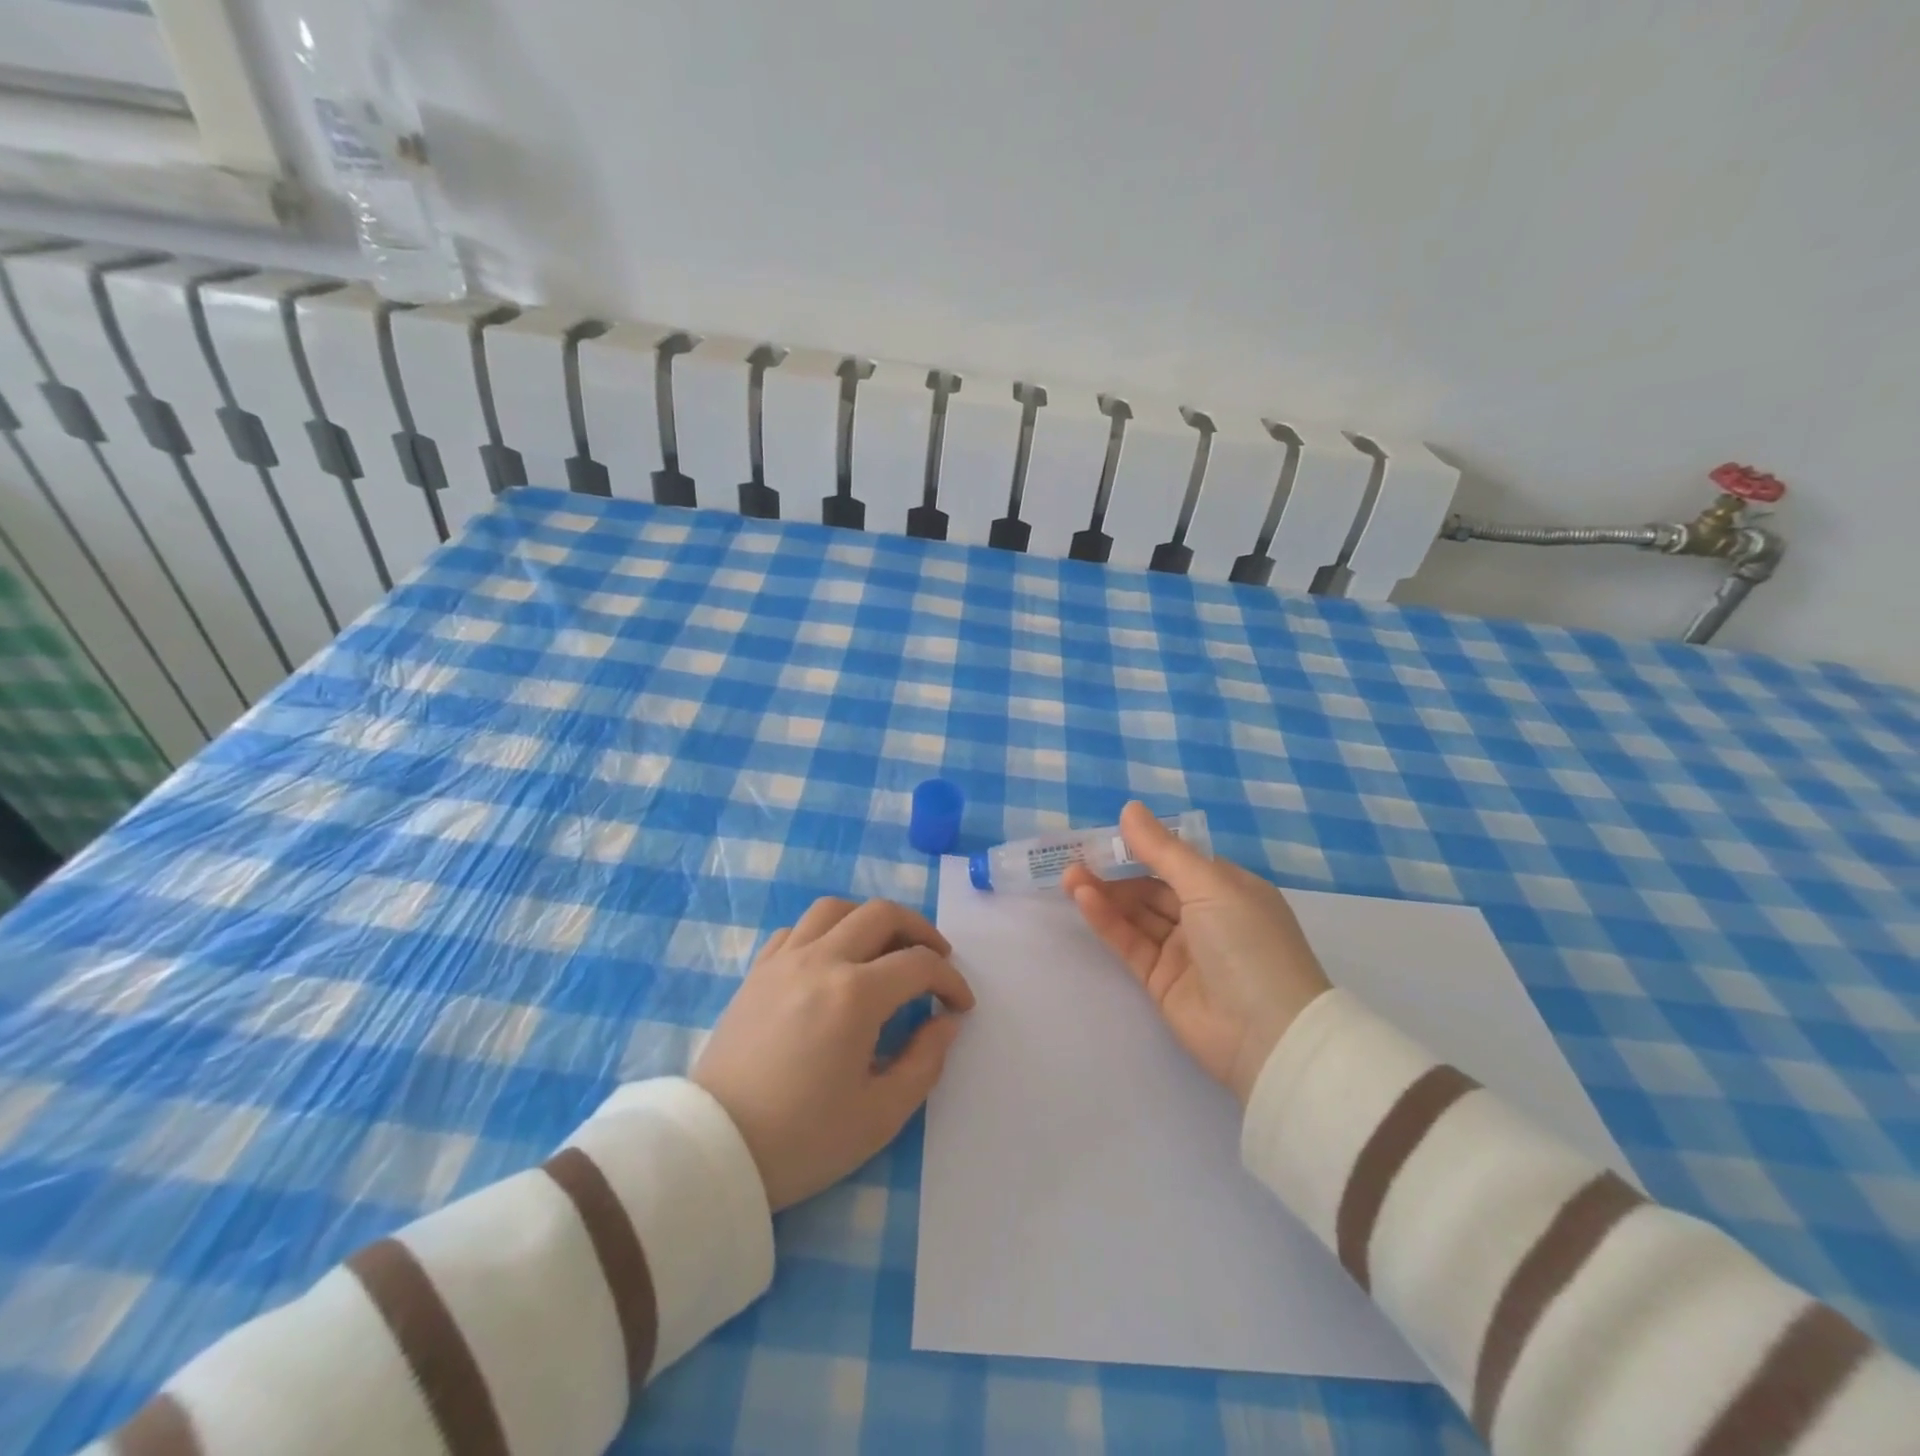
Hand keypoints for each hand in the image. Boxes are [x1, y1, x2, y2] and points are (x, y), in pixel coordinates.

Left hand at [692, 896, 974, 1209]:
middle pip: (881, 914)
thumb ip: (925, 1061)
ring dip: (870, 920)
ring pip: (835, 909)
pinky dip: (825, 932)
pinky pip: (796, 929)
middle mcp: (821, 960)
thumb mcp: (880, 1114)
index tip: (960, 1006)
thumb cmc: (802, 1139)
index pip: (919, 964)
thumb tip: (945, 1022)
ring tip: (884, 949)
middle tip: (936, 959)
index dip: (950, 980)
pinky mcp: (757, 972)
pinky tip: (832, 960)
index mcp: (855, 995)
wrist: (716, 1149)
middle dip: (920, 930)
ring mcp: (783, 961)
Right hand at [1063, 802, 1329, 1104]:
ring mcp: (1183, 951)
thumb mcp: (1209, 885)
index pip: (1178, 861)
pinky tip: (1083, 899)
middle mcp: (1206, 917)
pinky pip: (1130, 943)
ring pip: (1136, 914)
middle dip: (1116, 871)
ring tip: (1070, 876)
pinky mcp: (1160, 981)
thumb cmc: (1247, 943)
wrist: (1268, 1035)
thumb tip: (1130, 808)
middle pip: (1152, 887)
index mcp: (1228, 889)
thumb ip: (1162, 850)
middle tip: (1077, 857)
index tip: (1105, 835)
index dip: (1142, 847)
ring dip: (1105, 894)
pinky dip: (1107, 921)